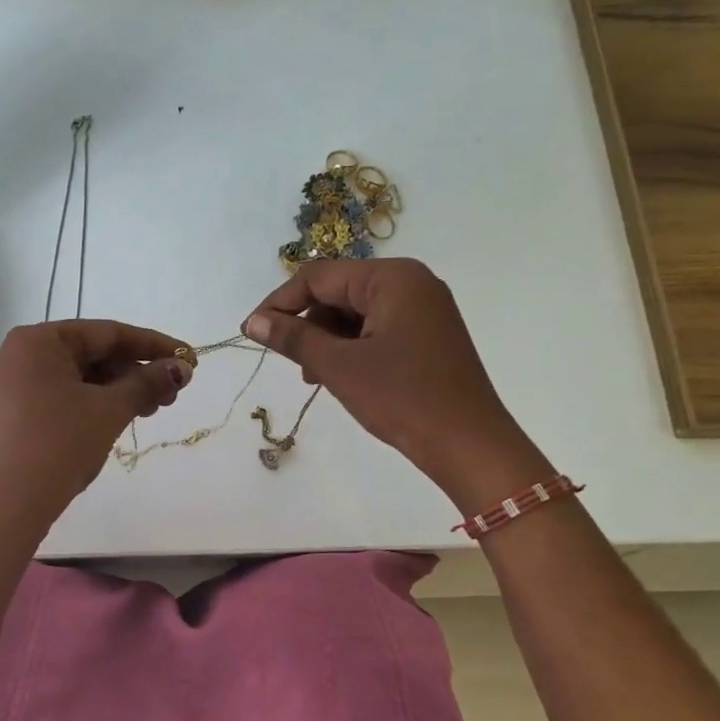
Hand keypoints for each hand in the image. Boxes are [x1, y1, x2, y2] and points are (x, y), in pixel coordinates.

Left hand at [0, 319, 191, 530]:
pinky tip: (121, 418)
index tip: (189, 357)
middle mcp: (22, 355)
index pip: (107, 333)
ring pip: (81, 378)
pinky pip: (65, 397)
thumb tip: (182, 368)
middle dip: (137, 372)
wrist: (8, 504)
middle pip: (93, 354)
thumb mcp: (109, 410)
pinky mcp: (17, 414)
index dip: (153, 345)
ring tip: (153, 410)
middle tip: (173, 393)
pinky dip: (96, 404)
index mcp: (39, 340)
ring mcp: (16, 386)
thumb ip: (147, 383)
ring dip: (120, 390)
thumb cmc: (60, 444)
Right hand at [244, 259, 544, 502]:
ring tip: (313, 377)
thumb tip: (252, 321)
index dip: (280, 302)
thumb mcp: (339, 366)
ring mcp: (423, 309)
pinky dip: (352, 349)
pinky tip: (340, 377)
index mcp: (392, 278)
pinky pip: (377, 329)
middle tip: (288, 362)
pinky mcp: (428, 335)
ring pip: (356, 313)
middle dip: (307, 324)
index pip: (319, 276)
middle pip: (339, 291)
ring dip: (327, 340)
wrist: (468, 444)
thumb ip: (293, 338)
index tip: (251, 332)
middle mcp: (411, 283)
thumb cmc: (402, 398)